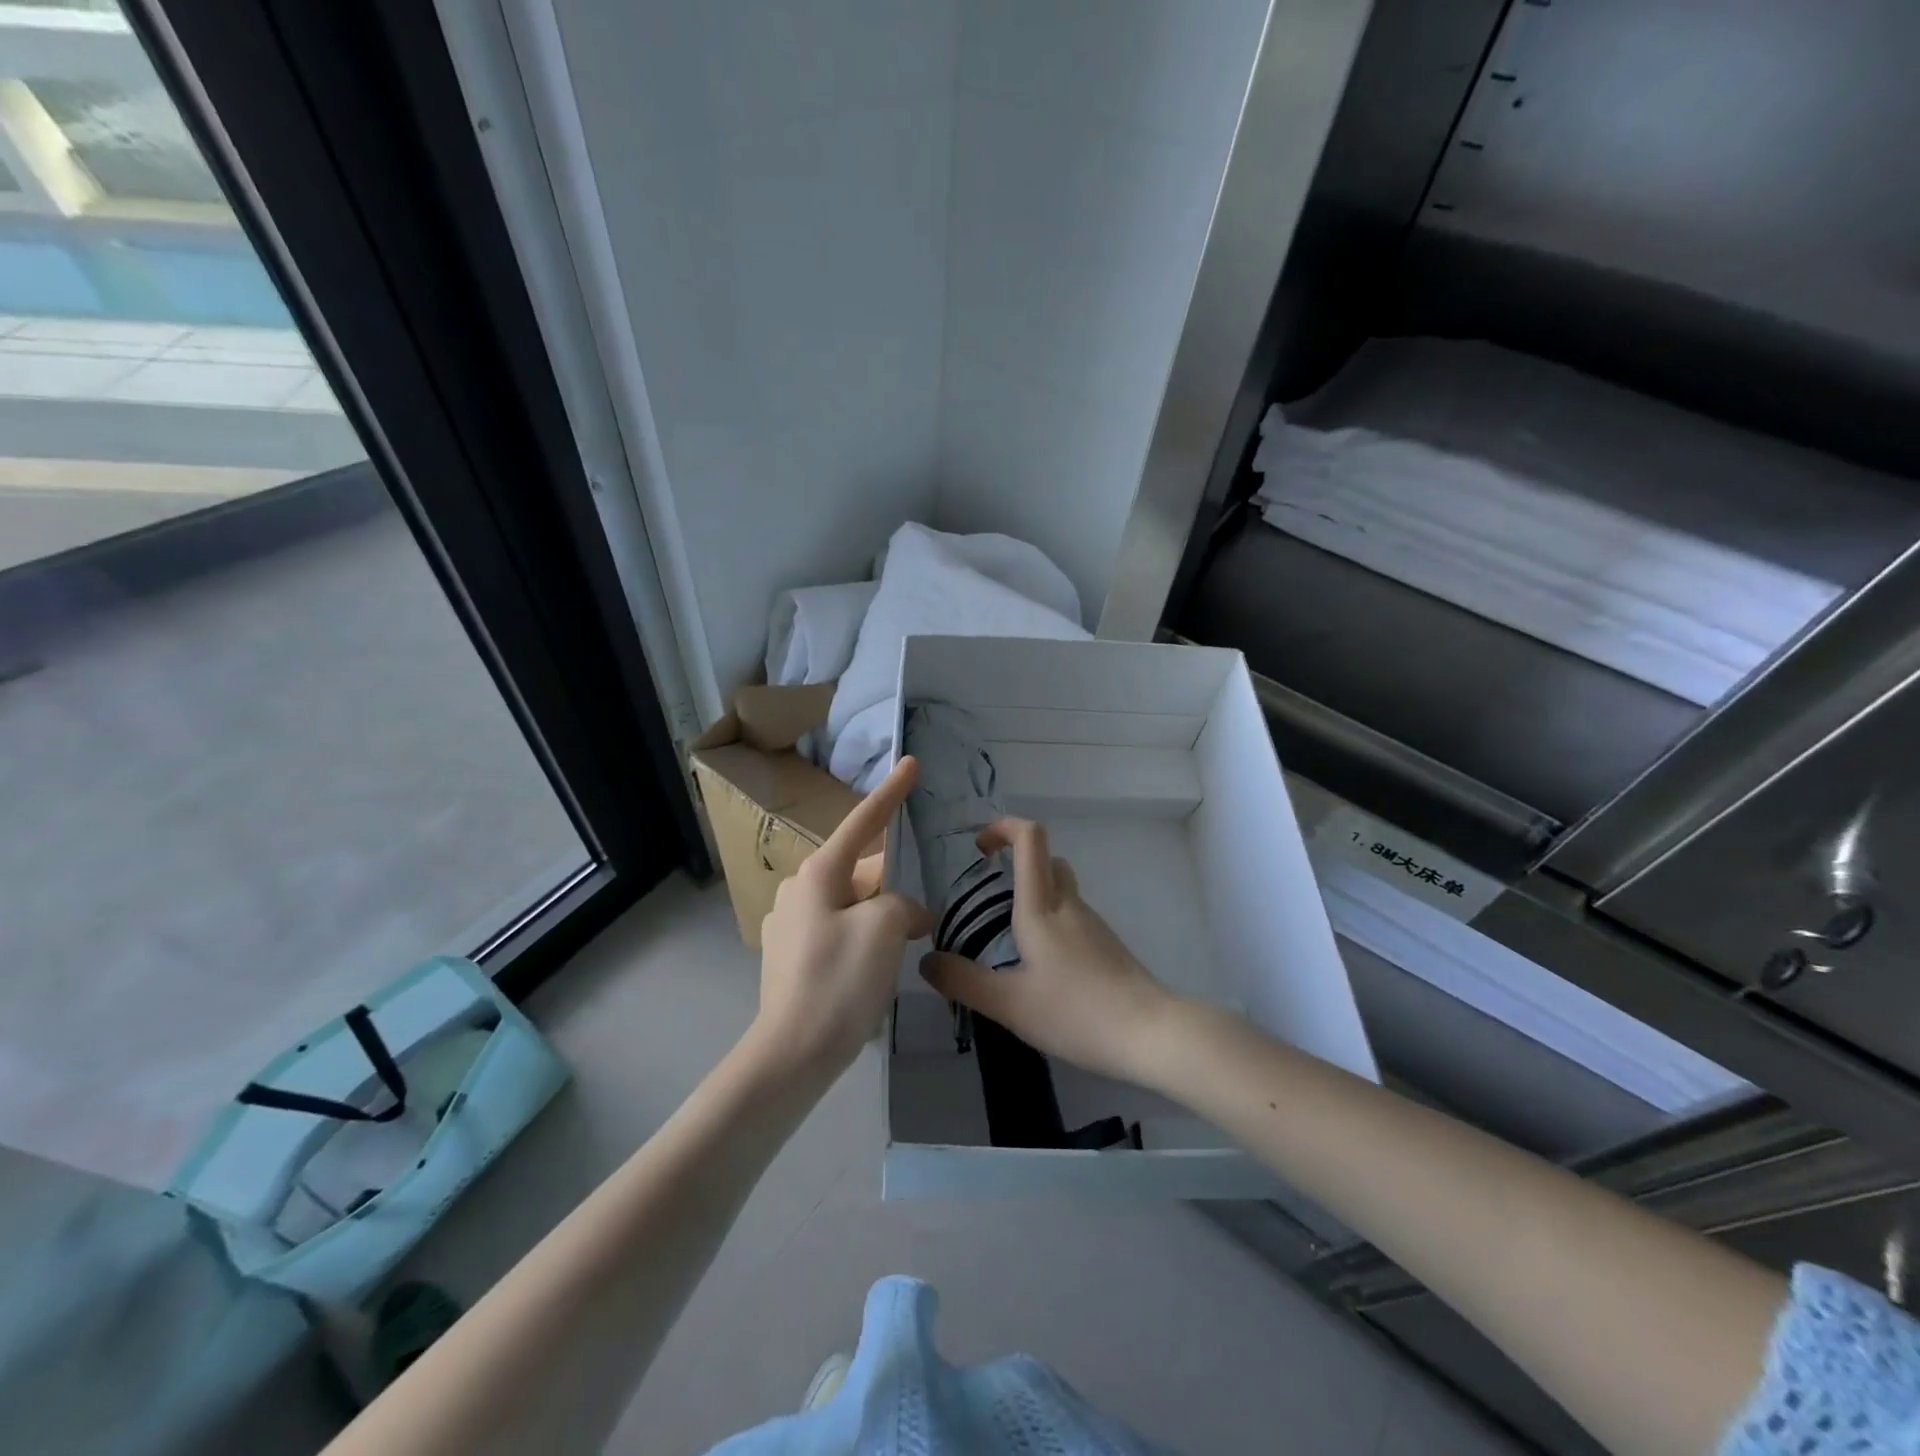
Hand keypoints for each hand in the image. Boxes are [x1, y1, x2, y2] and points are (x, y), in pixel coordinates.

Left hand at [755, 756, 933, 1076]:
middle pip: (861, 873)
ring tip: (901, 950)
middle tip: (919, 922)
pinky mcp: (790, 956)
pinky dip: (862, 940)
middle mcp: (798, 890)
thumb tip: (904, 914)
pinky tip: (872, 971)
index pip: (863, 823)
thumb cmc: (839, 982)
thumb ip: (902, 905)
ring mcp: (789, 925)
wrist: (791, 1055)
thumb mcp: (884, 930)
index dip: (891, 793)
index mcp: (818, 875)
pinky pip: (837, 932)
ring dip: (880, 918)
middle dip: (893, 888)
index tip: (911, 763)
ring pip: (851, 905)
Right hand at [920, 817, 1180, 1085]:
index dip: (1003, 828)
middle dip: (1016, 863)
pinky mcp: (1107, 946)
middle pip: (1047, 860)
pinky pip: (1073, 917)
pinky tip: (1041, 967)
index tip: (979, 847)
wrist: (1150, 1034)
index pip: (1030, 838)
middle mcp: (1069, 905)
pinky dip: (1052, 922)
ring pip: (1062, 889)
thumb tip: (926, 961)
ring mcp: (1093, 925)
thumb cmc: (1076, 1012)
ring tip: (1007, 938)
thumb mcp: (1009, 1004)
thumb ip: (963, 981)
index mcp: (1042, 907)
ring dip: (1034, 895)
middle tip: (988, 893)